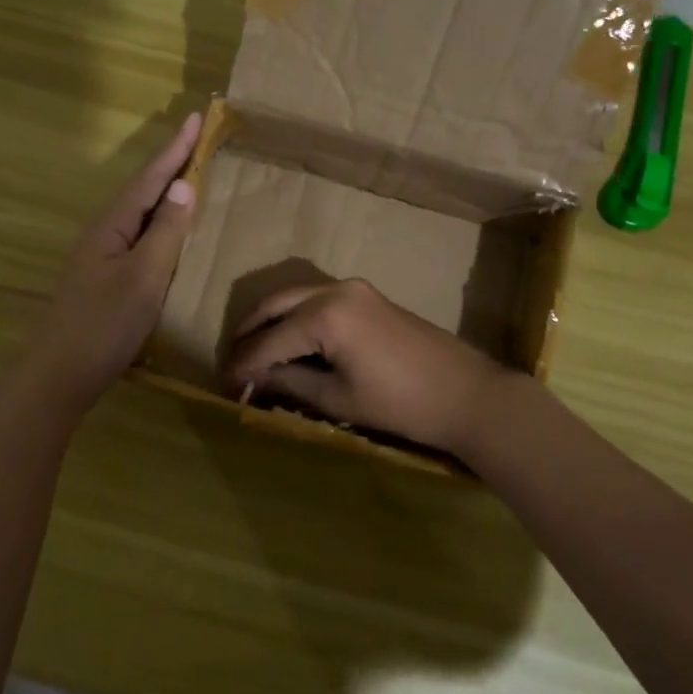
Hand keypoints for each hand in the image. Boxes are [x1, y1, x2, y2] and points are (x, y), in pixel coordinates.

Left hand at [27, 113, 200, 409]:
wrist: (60, 375)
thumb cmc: (104, 324)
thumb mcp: (143, 277)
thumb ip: (165, 232)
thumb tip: (183, 185)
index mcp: (112, 226)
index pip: (149, 178)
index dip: (175, 149)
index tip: (196, 117)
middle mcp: (104, 234)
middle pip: (143, 191)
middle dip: (171, 165)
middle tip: (198, 140)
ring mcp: (102, 257)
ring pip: (140, 215)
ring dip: (165, 193)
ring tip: (192, 176)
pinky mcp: (106, 279)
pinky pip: (140, 238)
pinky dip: (161, 225)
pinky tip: (171, 234)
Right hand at [225, 278, 509, 458]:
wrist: (468, 395)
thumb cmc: (401, 404)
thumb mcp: (338, 399)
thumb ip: (290, 383)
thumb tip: (253, 379)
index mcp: (325, 315)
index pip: (269, 340)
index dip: (243, 364)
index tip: (224, 384)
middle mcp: (335, 290)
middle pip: (275, 304)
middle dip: (250, 332)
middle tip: (233, 362)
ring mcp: (355, 289)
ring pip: (296, 297)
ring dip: (272, 321)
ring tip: (255, 353)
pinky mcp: (368, 296)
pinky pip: (318, 299)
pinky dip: (297, 317)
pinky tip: (290, 342)